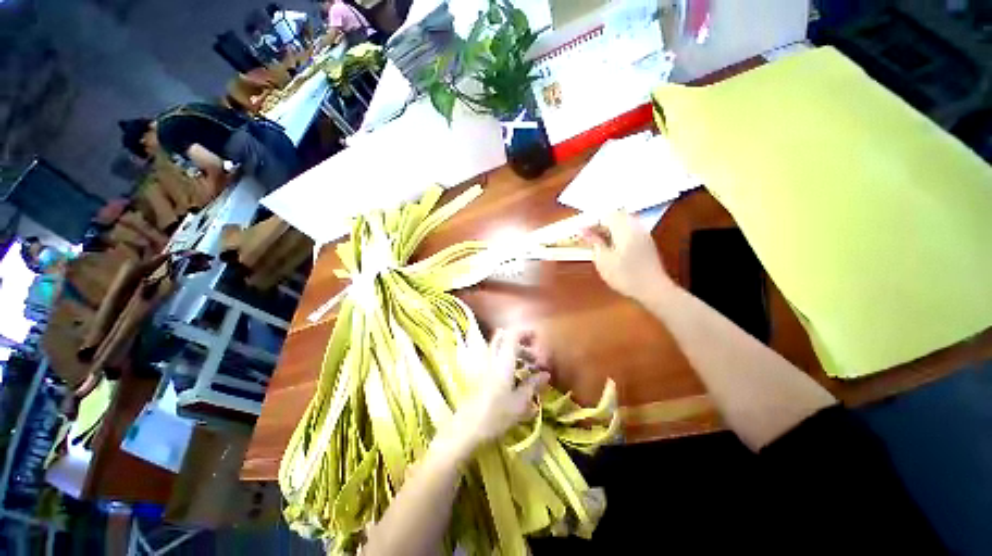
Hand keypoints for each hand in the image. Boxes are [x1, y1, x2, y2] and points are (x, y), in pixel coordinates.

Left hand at [449, 329, 549, 453]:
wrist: (467, 429)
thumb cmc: (496, 415)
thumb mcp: (520, 402)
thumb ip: (533, 385)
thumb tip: (545, 374)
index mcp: (503, 360)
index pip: (512, 334)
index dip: (525, 333)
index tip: (537, 338)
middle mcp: (492, 358)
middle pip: (504, 338)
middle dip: (520, 341)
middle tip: (533, 353)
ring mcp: (484, 365)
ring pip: (500, 348)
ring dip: (514, 352)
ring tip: (528, 368)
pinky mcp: (480, 374)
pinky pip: (495, 358)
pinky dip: (507, 360)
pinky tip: (515, 377)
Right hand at [584, 212, 673, 304]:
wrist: (653, 290)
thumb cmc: (625, 276)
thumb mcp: (604, 260)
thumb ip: (594, 243)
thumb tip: (584, 231)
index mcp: (625, 229)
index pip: (606, 215)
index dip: (591, 222)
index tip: (580, 232)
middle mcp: (636, 227)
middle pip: (616, 216)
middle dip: (600, 223)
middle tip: (588, 235)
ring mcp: (643, 234)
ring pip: (623, 222)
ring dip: (609, 228)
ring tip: (598, 241)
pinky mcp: (646, 242)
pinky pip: (629, 230)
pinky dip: (617, 234)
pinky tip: (611, 246)